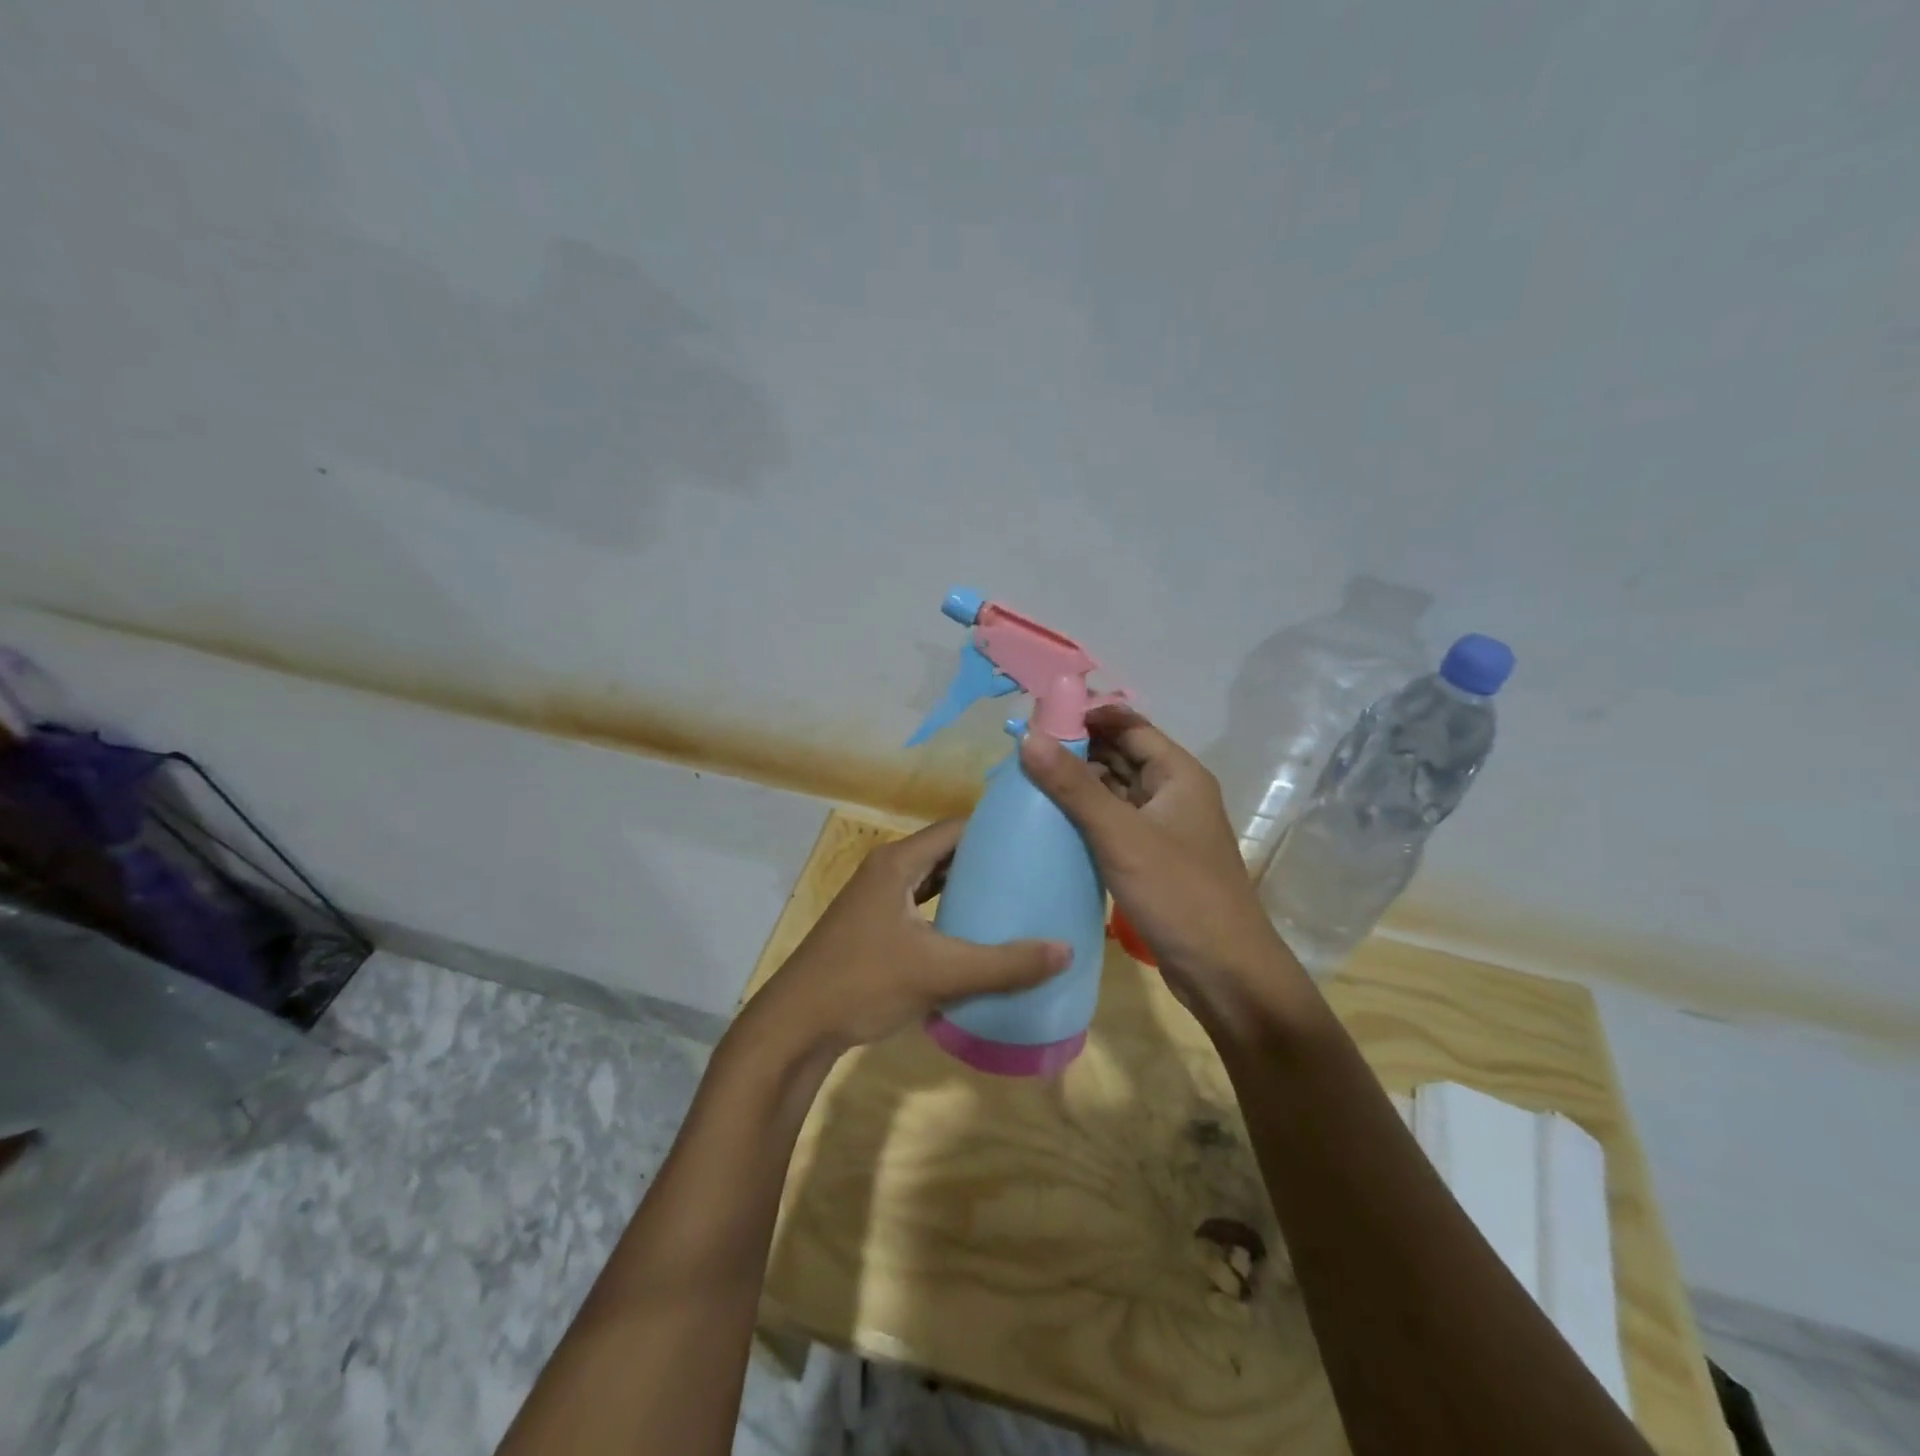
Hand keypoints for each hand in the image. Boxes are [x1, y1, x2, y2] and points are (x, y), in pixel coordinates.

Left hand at [752, 818, 1070, 1057]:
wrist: (795, 1026)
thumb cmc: (864, 984)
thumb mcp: (940, 973)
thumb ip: (1004, 964)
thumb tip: (1066, 950)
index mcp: (898, 863)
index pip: (956, 828)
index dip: (995, 830)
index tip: (1035, 840)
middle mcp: (886, 870)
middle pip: (945, 852)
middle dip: (986, 860)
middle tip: (1032, 871)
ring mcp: (875, 899)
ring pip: (931, 880)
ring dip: (965, 887)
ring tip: (1012, 899)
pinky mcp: (872, 926)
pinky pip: (919, 905)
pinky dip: (946, 910)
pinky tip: (973, 932)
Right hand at [1019, 707, 1299, 1009]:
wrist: (1225, 973)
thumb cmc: (1179, 894)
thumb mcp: (1121, 836)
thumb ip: (1074, 787)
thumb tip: (1029, 736)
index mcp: (1178, 774)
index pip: (1128, 725)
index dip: (1086, 716)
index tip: (1038, 718)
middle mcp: (1173, 792)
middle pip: (1121, 755)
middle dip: (1077, 749)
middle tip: (1023, 752)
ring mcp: (1164, 827)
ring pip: (1116, 791)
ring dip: (1079, 784)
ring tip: (1027, 782)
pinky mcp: (1153, 858)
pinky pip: (1115, 823)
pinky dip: (1086, 817)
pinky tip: (1051, 822)